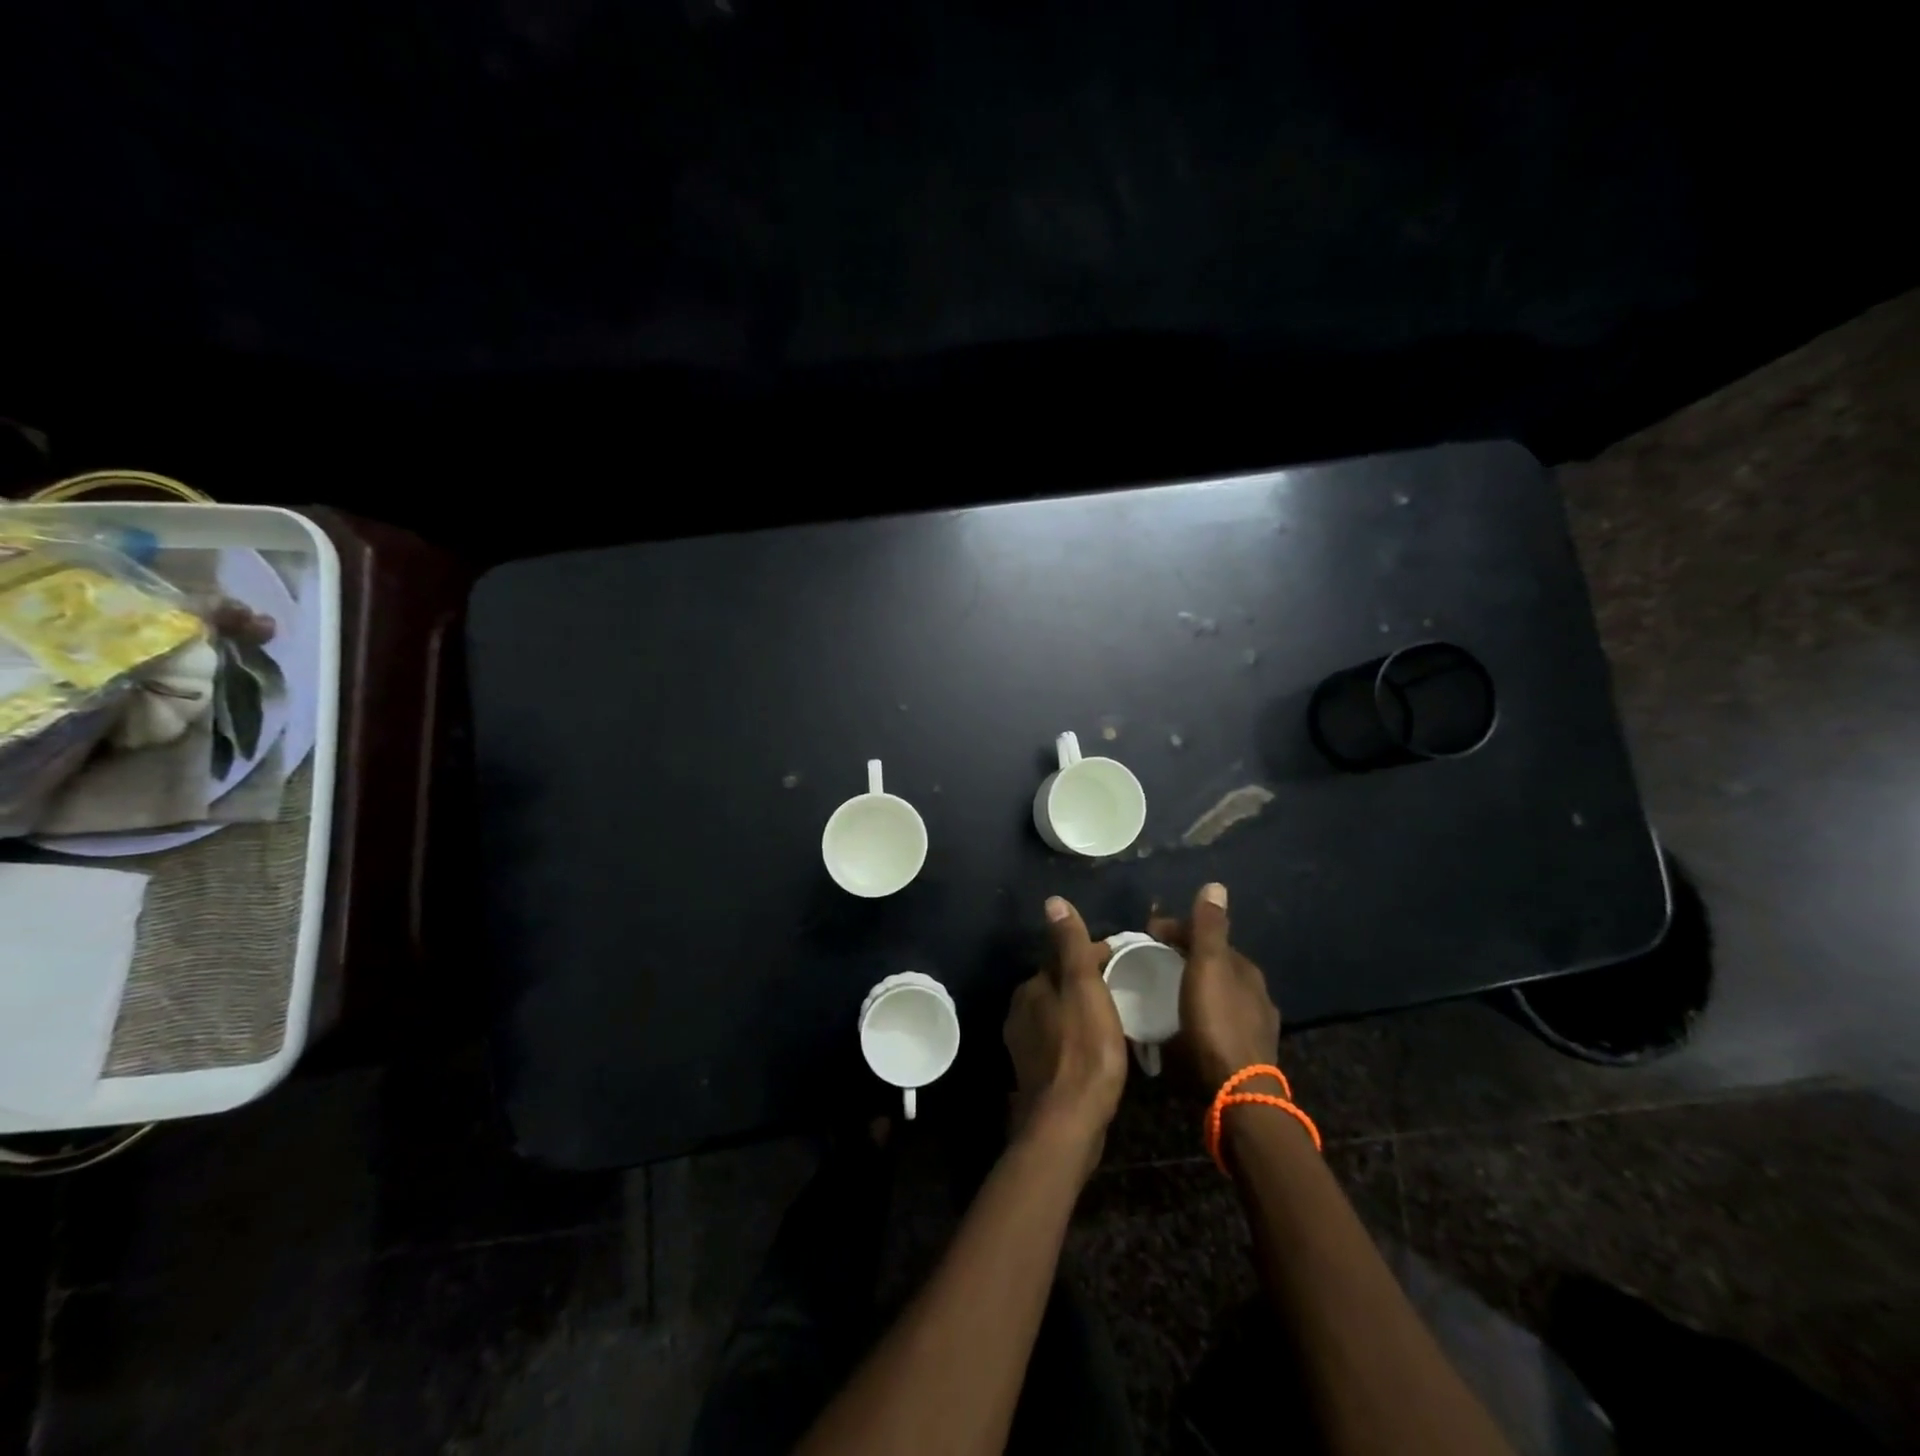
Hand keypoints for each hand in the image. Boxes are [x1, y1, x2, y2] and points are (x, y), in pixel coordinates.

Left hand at [1003, 897, 1127, 1165]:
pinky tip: (1098, 1049)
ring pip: (1059, 1014)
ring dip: (1082, 1011)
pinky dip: (1077, 1038)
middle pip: (1059, 985)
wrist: (1068, 1121)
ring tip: (1116, 1018)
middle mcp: (1020, 1011)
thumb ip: (1070, 945)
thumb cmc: (1084, 1049)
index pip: (1063, 958)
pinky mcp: (1036, 1074)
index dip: (1094, 955)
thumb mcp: (1083, 988)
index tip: (1124, 960)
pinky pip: (1060, 1043)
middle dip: (1087, 982)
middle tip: (1124, 988)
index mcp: (1031, 987)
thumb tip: (1053, 901)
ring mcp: (1025, 1045)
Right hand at [1148, 882, 1280, 1092]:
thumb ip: (1209, 928)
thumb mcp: (1207, 967)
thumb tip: (1216, 885)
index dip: (1177, 930)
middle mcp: (1255, 992)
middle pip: (1213, 965)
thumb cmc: (1216, 1023)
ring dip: (1192, 987)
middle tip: (1151, 962)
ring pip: (1216, 994)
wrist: (1238, 1092)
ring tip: (1163, 993)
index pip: (1207, 936)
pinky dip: (1199, 1013)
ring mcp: (1253, 1025)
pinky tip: (1184, 1025)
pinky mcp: (1246, 1053)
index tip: (1145, 935)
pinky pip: (1217, 1021)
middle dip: (1185, 958)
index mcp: (1244, 969)